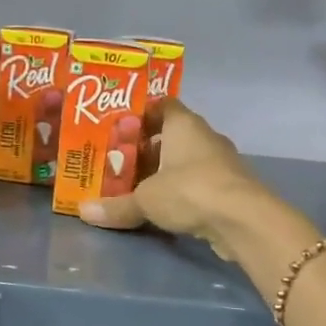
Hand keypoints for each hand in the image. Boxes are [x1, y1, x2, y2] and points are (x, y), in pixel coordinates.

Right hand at [77, 101, 271, 257]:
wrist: (243, 220)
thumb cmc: (190, 191)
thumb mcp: (145, 199)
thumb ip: (116, 205)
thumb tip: (82, 211)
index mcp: (183, 124)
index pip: (162, 105)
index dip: (140, 114)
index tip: (117, 128)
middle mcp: (204, 136)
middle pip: (171, 135)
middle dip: (146, 147)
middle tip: (117, 161)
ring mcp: (220, 162)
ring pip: (184, 160)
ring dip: (163, 171)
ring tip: (134, 186)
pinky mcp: (228, 188)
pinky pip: (196, 182)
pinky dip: (180, 191)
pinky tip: (161, 206)